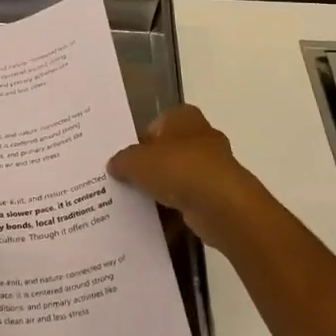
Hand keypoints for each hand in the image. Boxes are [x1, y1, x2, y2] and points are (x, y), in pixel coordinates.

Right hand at [108, 105, 285, 260]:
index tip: (125, 160)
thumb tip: (115, 165)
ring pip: (179, 175)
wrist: (220, 204)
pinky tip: (159, 218)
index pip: (156, 124)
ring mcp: (214, 165)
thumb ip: (122, 160)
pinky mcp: (219, 193)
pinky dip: (176, 206)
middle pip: (168, 150)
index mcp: (183, 117)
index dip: (139, 141)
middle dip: (151, 166)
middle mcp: (201, 135)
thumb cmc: (177, 168)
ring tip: (139, 202)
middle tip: (127, 181)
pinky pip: (190, 197)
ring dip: (164, 188)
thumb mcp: (135, 161)